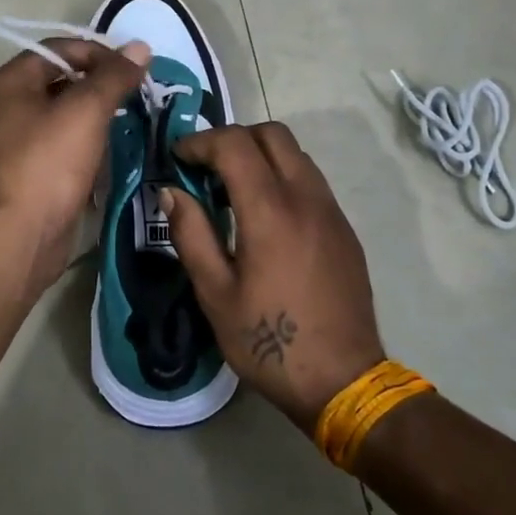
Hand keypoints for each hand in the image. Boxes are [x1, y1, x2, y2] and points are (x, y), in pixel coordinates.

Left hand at [0, 38, 150, 292]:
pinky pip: (57, 141)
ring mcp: (11, 141)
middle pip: (58, 79)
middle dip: (98, 82)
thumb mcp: (87, 111)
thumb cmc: (50, 164)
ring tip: (127, 118)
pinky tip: (108, 148)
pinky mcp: (24, 170)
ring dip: (93, 112)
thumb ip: (114, 76)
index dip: (98, 52)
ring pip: (60, 112)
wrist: (23, 236)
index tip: (133, 68)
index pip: (58, 48)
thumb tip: (140, 47)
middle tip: (134, 92)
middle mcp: (4, 106)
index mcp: (10, 82)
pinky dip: (83, 139)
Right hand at [163, 123, 386, 428]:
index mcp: (270, 211)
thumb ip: (191, 234)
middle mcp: (306, 198)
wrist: (344, 381)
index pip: (235, 144)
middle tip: (205, 168)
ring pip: (296, 154)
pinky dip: (282, 177)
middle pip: (272, 134)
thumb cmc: (269, 341)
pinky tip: (265, 216)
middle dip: (233, 138)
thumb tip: (171, 192)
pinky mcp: (344, 229)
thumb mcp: (215, 293)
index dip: (200, 141)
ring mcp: (331, 211)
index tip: (178, 157)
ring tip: (232, 191)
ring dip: (260, 155)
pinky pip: (311, 181)